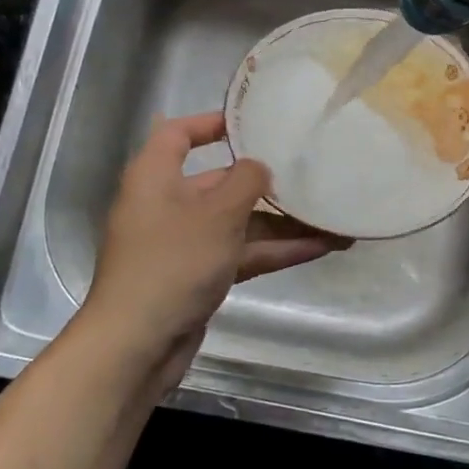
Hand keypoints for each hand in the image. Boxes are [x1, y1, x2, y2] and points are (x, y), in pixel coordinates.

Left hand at [79, 112, 349, 384]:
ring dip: (281, 223)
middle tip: (311, 175)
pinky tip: (318, 247)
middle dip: (267, 183)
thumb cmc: (173, 262)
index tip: (253, 122)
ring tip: (331, 219)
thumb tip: (259, 167)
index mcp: (155, 176)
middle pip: (220, 181)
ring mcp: (183, 243)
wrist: (137, 346)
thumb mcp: (217, 213)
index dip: (212, 122)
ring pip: (237, 222)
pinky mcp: (197, 275)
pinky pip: (239, 252)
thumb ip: (246, 181)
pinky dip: (273, 250)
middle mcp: (167, 203)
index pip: (178, 133)